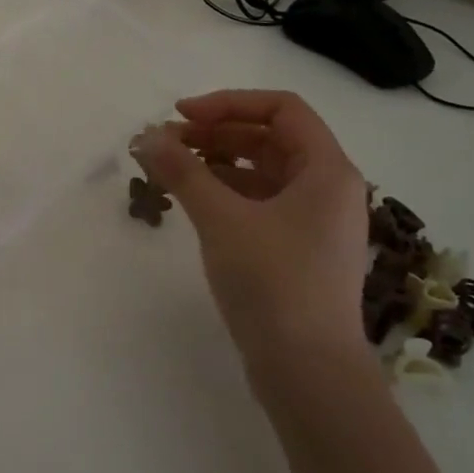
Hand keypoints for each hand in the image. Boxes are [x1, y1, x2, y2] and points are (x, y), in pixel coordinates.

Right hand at [133, 89, 369, 375]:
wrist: (307, 369)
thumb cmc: (272, 281)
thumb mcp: (221, 218)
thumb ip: (183, 171)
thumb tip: (146, 136)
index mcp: (327, 170)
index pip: (281, 109)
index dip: (228, 103)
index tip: (180, 116)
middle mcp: (327, 189)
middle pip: (271, 139)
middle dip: (217, 132)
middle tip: (167, 143)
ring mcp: (314, 222)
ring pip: (262, 172)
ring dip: (217, 162)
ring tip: (171, 169)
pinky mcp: (296, 250)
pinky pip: (259, 203)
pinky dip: (225, 193)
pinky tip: (191, 202)